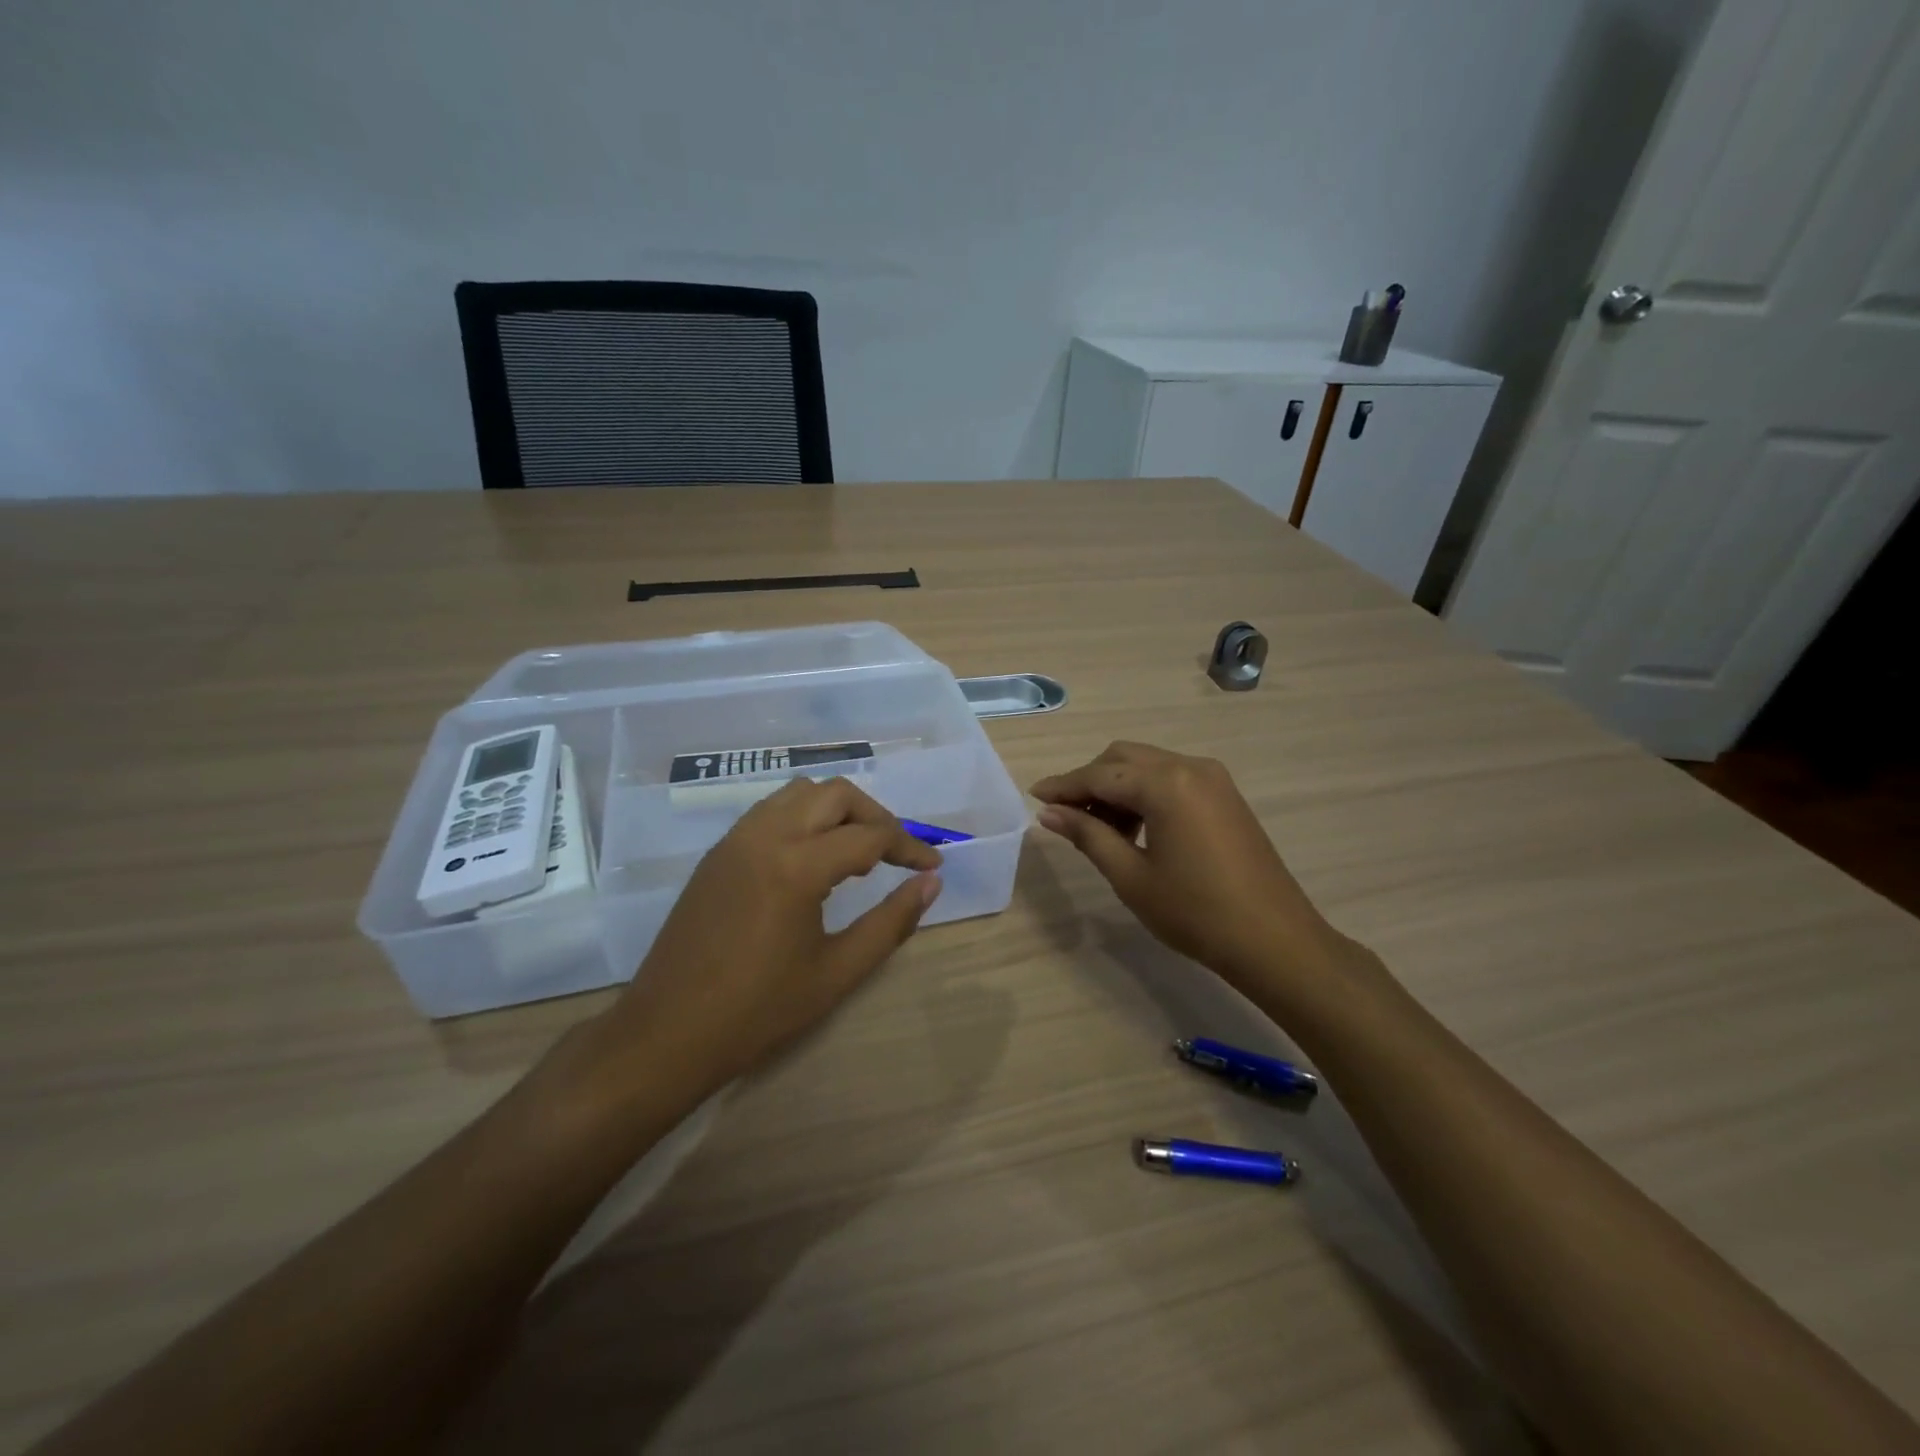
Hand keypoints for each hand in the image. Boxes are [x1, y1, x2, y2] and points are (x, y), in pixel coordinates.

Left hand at [587, 777, 942, 1104]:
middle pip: (835, 794)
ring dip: (837, 810)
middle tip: (897, 854)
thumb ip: (890, 922)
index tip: (932, 867)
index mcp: (796, 865)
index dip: (909, 847)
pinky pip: (771, 811)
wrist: (666, 1034)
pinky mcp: (718, 853)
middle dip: (875, 816)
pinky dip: (804, 818)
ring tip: (858, 852)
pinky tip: (813, 858)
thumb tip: (931, 884)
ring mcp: (735, 840)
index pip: (870, 836)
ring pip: (799, 793)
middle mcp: (765, 836)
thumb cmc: (758, 1011)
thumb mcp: (837, 973)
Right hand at [1031, 741, 1350, 992]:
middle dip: (1090, 781)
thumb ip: (1088, 835)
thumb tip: (1049, 813)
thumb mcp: (1131, 876)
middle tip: (1065, 816)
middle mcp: (1190, 766)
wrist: (1274, 940)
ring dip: (1117, 787)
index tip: (1033, 796)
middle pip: (1123, 758)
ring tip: (1098, 829)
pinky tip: (1134, 828)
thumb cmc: (1195, 912)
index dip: (1063, 785)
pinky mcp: (1225, 794)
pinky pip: (1172, 779)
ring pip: (1148, 766)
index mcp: (1166, 783)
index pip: (1100, 775)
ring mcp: (1213, 778)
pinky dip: (1145, 793)